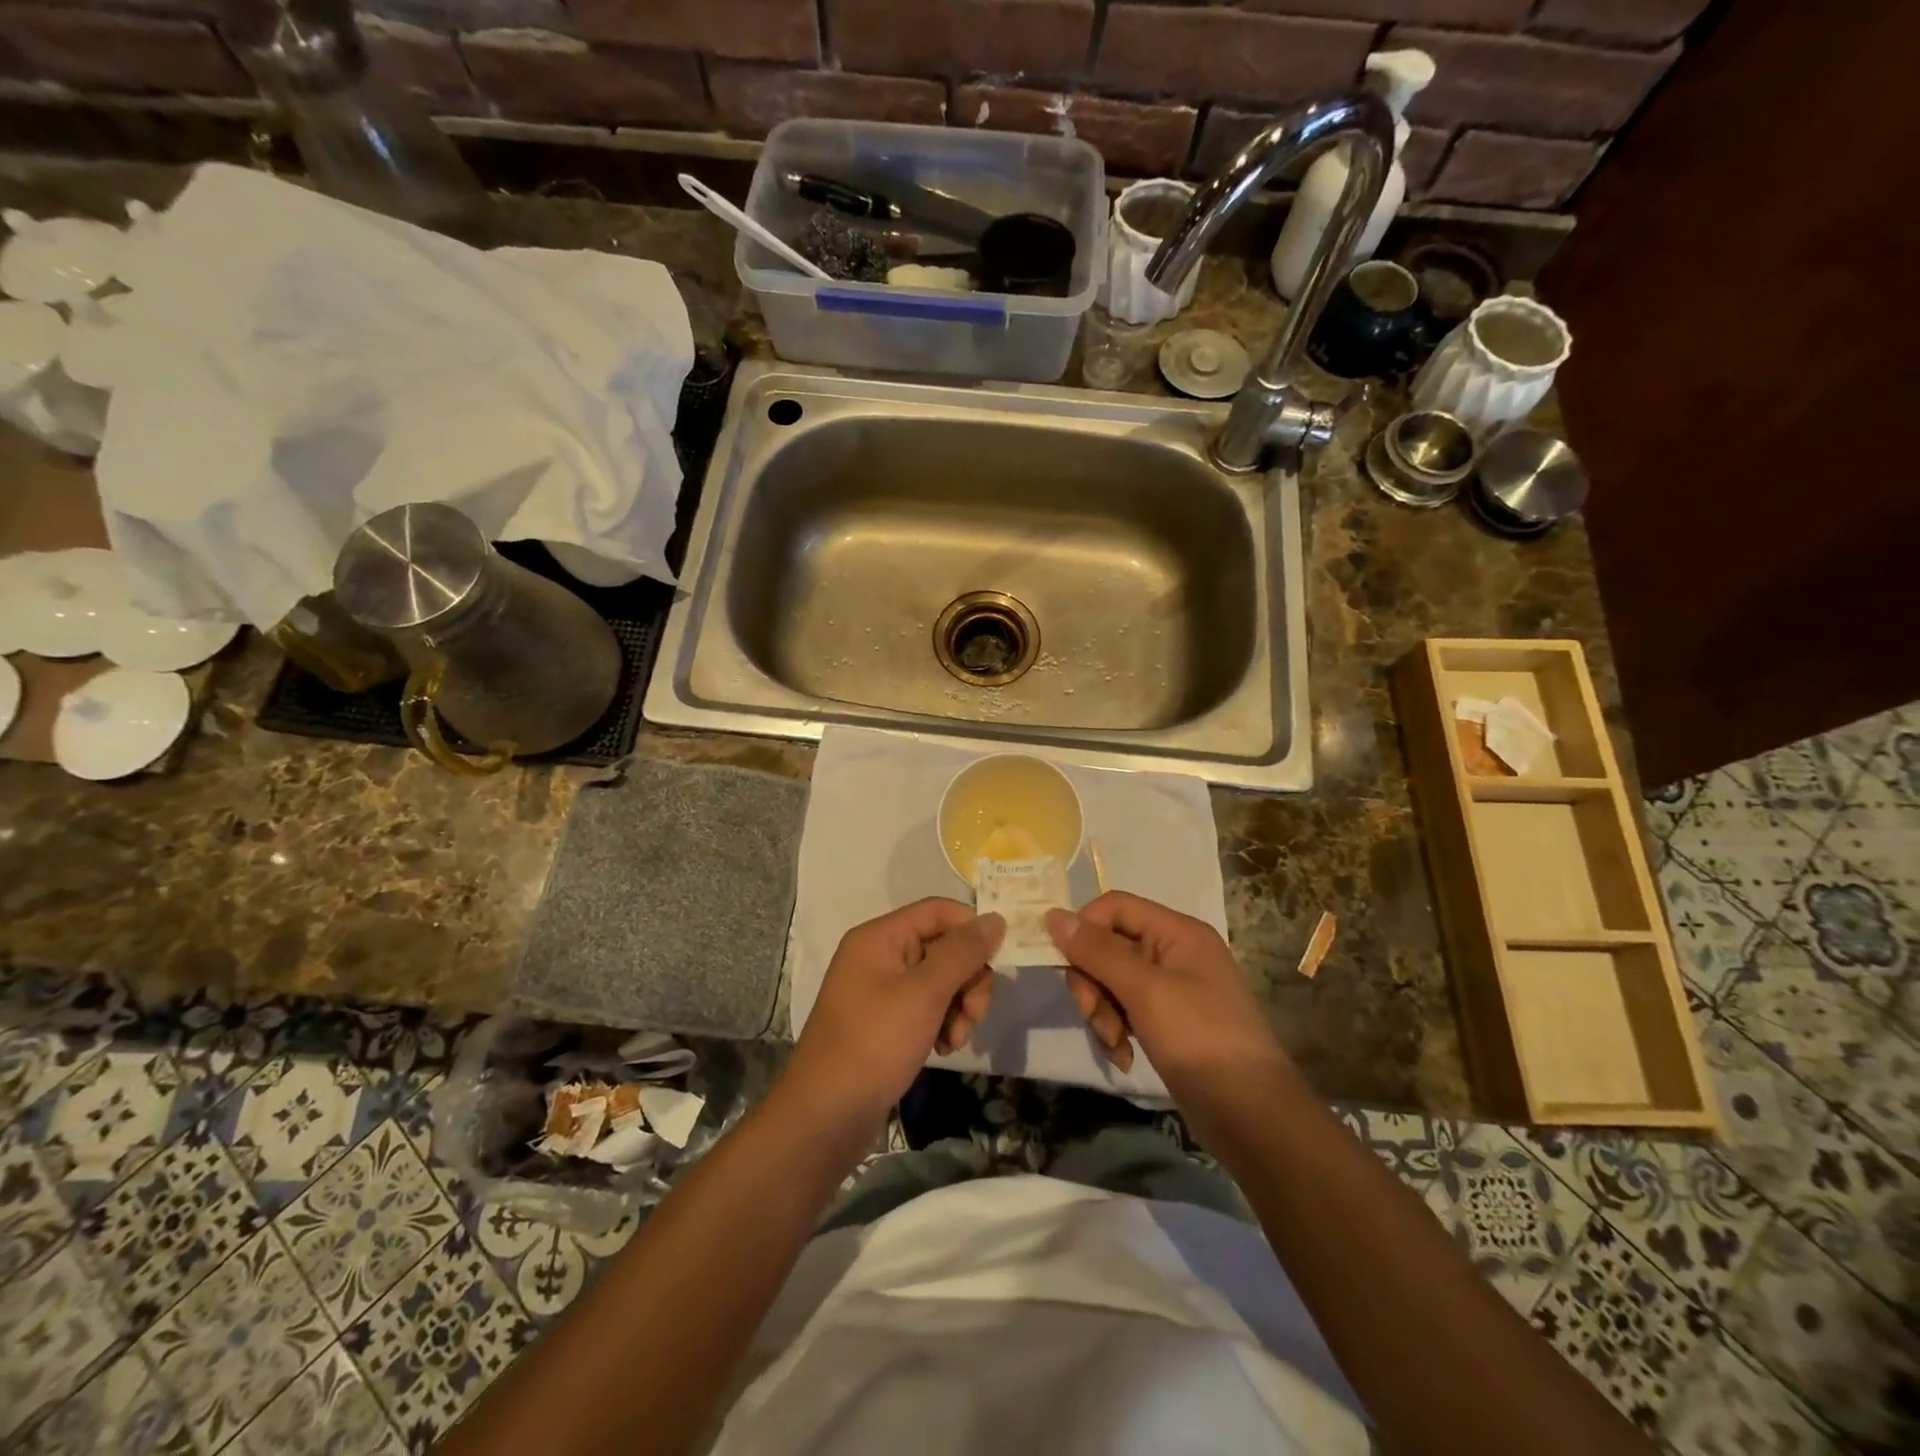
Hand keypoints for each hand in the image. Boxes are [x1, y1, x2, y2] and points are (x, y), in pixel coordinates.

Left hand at [784, 899, 1004, 1130]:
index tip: (998, 961)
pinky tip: (944, 1049)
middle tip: (974, 1013)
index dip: (971, 929)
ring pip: (941, 980)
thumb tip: (996, 918)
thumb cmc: (874, 1044)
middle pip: (943, 946)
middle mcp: (880, 956)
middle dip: (968, 978)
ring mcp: (882, 990)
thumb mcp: (924, 994)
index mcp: (880, 937)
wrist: (826, 1117)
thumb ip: (962, 953)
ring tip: (956, 1039)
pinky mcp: (887, 1021)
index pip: (939, 911)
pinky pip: (927, 1007)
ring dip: (959, 1006)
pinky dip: (943, 1024)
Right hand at [1046, 892, 1287, 1099]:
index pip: (1115, 907)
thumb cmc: (1199, 1040)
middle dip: (1093, 982)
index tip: (1065, 965)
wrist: (1251, 1117)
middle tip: (1094, 1015)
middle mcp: (1175, 952)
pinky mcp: (1169, 1021)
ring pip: (1113, 980)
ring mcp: (1173, 988)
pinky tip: (1123, 1056)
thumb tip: (1053, 915)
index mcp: (1178, 932)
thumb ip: (1097, 951)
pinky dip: (1117, 1029)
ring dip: (1103, 1011)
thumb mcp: (1145, 991)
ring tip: (1115, 1043)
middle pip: (1110, 945)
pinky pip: (1127, 1009)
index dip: (1084, 929)